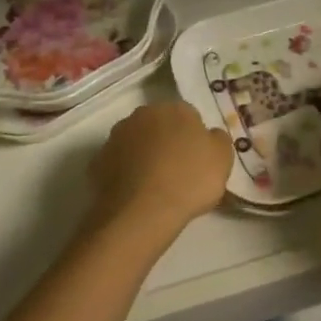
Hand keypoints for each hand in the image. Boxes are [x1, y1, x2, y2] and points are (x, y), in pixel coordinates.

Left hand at [83, 102, 232, 247]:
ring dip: (144, 156)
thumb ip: (217, 139)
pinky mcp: (98, 161)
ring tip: (155, 185)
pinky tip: (135, 194)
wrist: (142, 212)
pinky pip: (119, 164)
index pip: (189, 116)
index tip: (198, 160)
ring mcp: (116, 137)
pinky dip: (126, 174)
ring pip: (136, 143)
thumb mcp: (223, 158)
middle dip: (167, 142)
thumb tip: (209, 135)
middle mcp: (142, 114)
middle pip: (159, 125)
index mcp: (174, 108)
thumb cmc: (189, 180)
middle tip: (178, 171)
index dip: (194, 138)